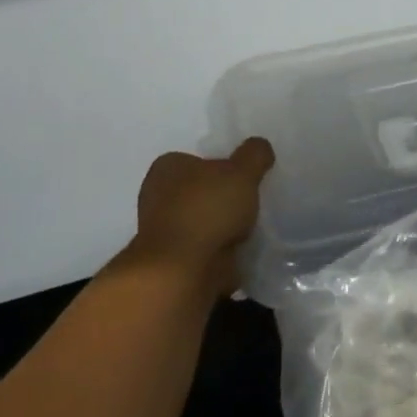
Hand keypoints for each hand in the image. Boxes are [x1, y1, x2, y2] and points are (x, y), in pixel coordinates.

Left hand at [110, 138, 274, 299]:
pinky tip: (238, 251)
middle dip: (222, 198)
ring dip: (221, 226)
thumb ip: (254, 154)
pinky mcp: (171, 260)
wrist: (183, 269)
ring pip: (201, 221)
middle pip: (200, 191)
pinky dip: (218, 250)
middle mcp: (157, 195)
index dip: (223, 167)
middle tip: (250, 203)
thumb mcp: (243, 171)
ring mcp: (161, 230)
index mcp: (167, 167)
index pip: (198, 159)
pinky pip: (202, 248)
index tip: (245, 179)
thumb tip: (260, 147)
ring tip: (250, 229)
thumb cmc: (209, 209)